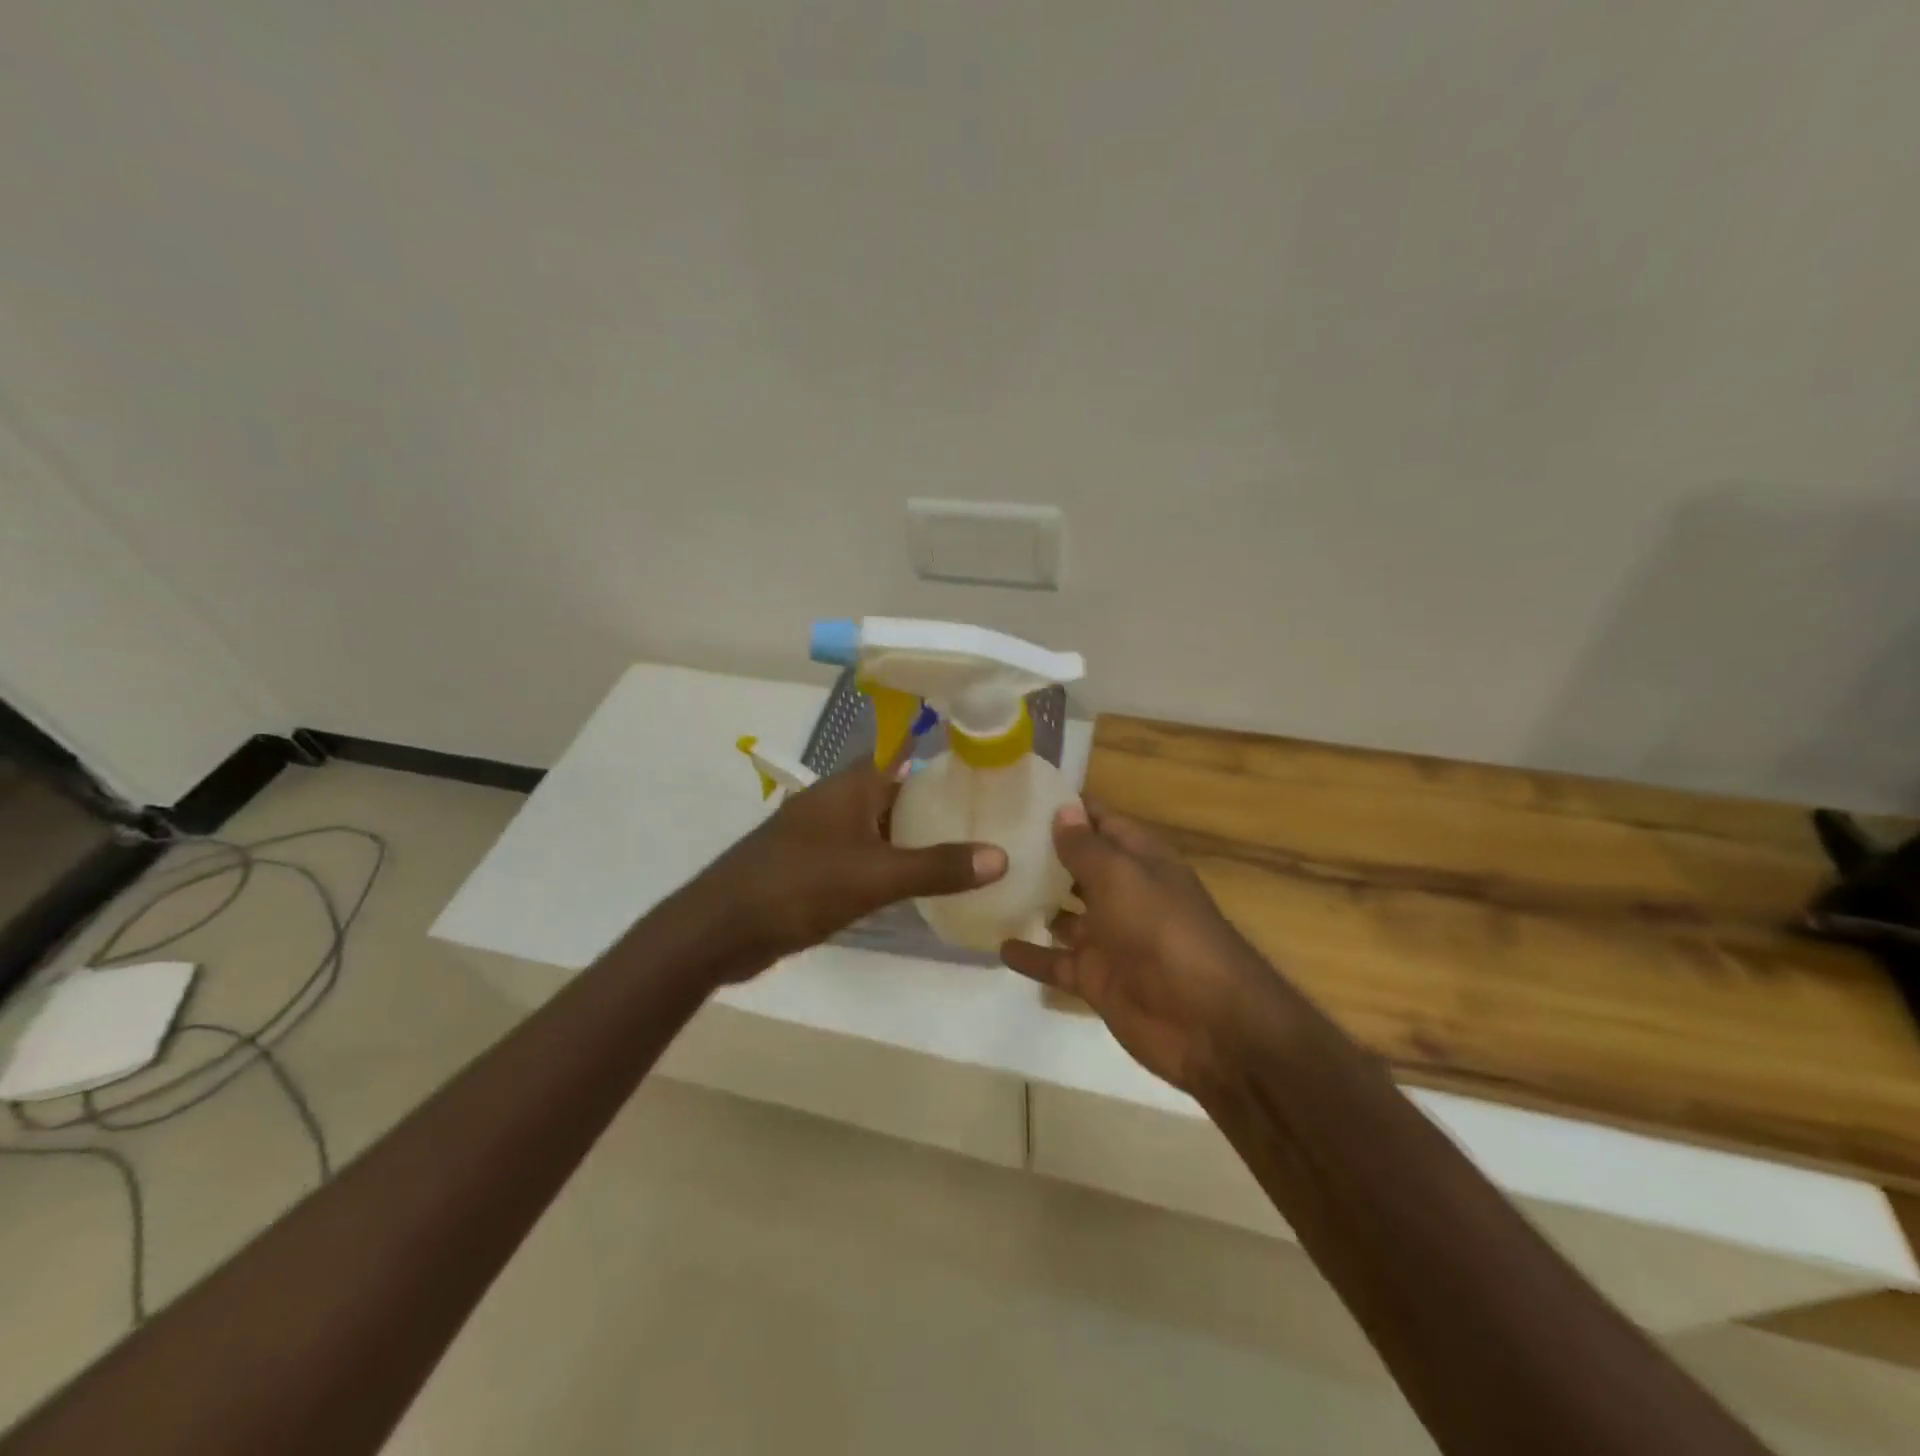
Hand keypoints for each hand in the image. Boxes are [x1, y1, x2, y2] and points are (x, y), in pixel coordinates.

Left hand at [688, 759, 1006, 969]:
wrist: (719, 930)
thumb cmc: (798, 887)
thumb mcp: (875, 876)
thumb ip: (937, 867)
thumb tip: (1001, 856)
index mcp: (849, 786)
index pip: (903, 755)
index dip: (941, 757)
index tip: (984, 768)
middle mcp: (836, 802)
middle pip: (896, 792)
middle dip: (936, 803)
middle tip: (987, 814)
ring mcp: (822, 835)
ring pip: (880, 827)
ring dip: (915, 837)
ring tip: (966, 848)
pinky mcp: (814, 868)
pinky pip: (864, 857)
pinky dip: (891, 864)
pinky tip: (919, 884)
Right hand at [1000, 802, 1282, 1094]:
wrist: (1208, 1023)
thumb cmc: (1164, 932)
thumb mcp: (1121, 878)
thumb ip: (1086, 847)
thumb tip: (1063, 809)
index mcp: (1139, 860)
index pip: (1099, 821)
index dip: (1066, 807)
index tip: (1020, 793)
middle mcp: (1123, 893)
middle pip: (1077, 866)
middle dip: (1040, 853)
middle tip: (988, 837)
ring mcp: (1109, 938)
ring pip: (1062, 914)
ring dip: (1030, 902)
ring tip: (983, 886)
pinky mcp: (1096, 979)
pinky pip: (1055, 962)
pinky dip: (1030, 955)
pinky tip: (994, 945)